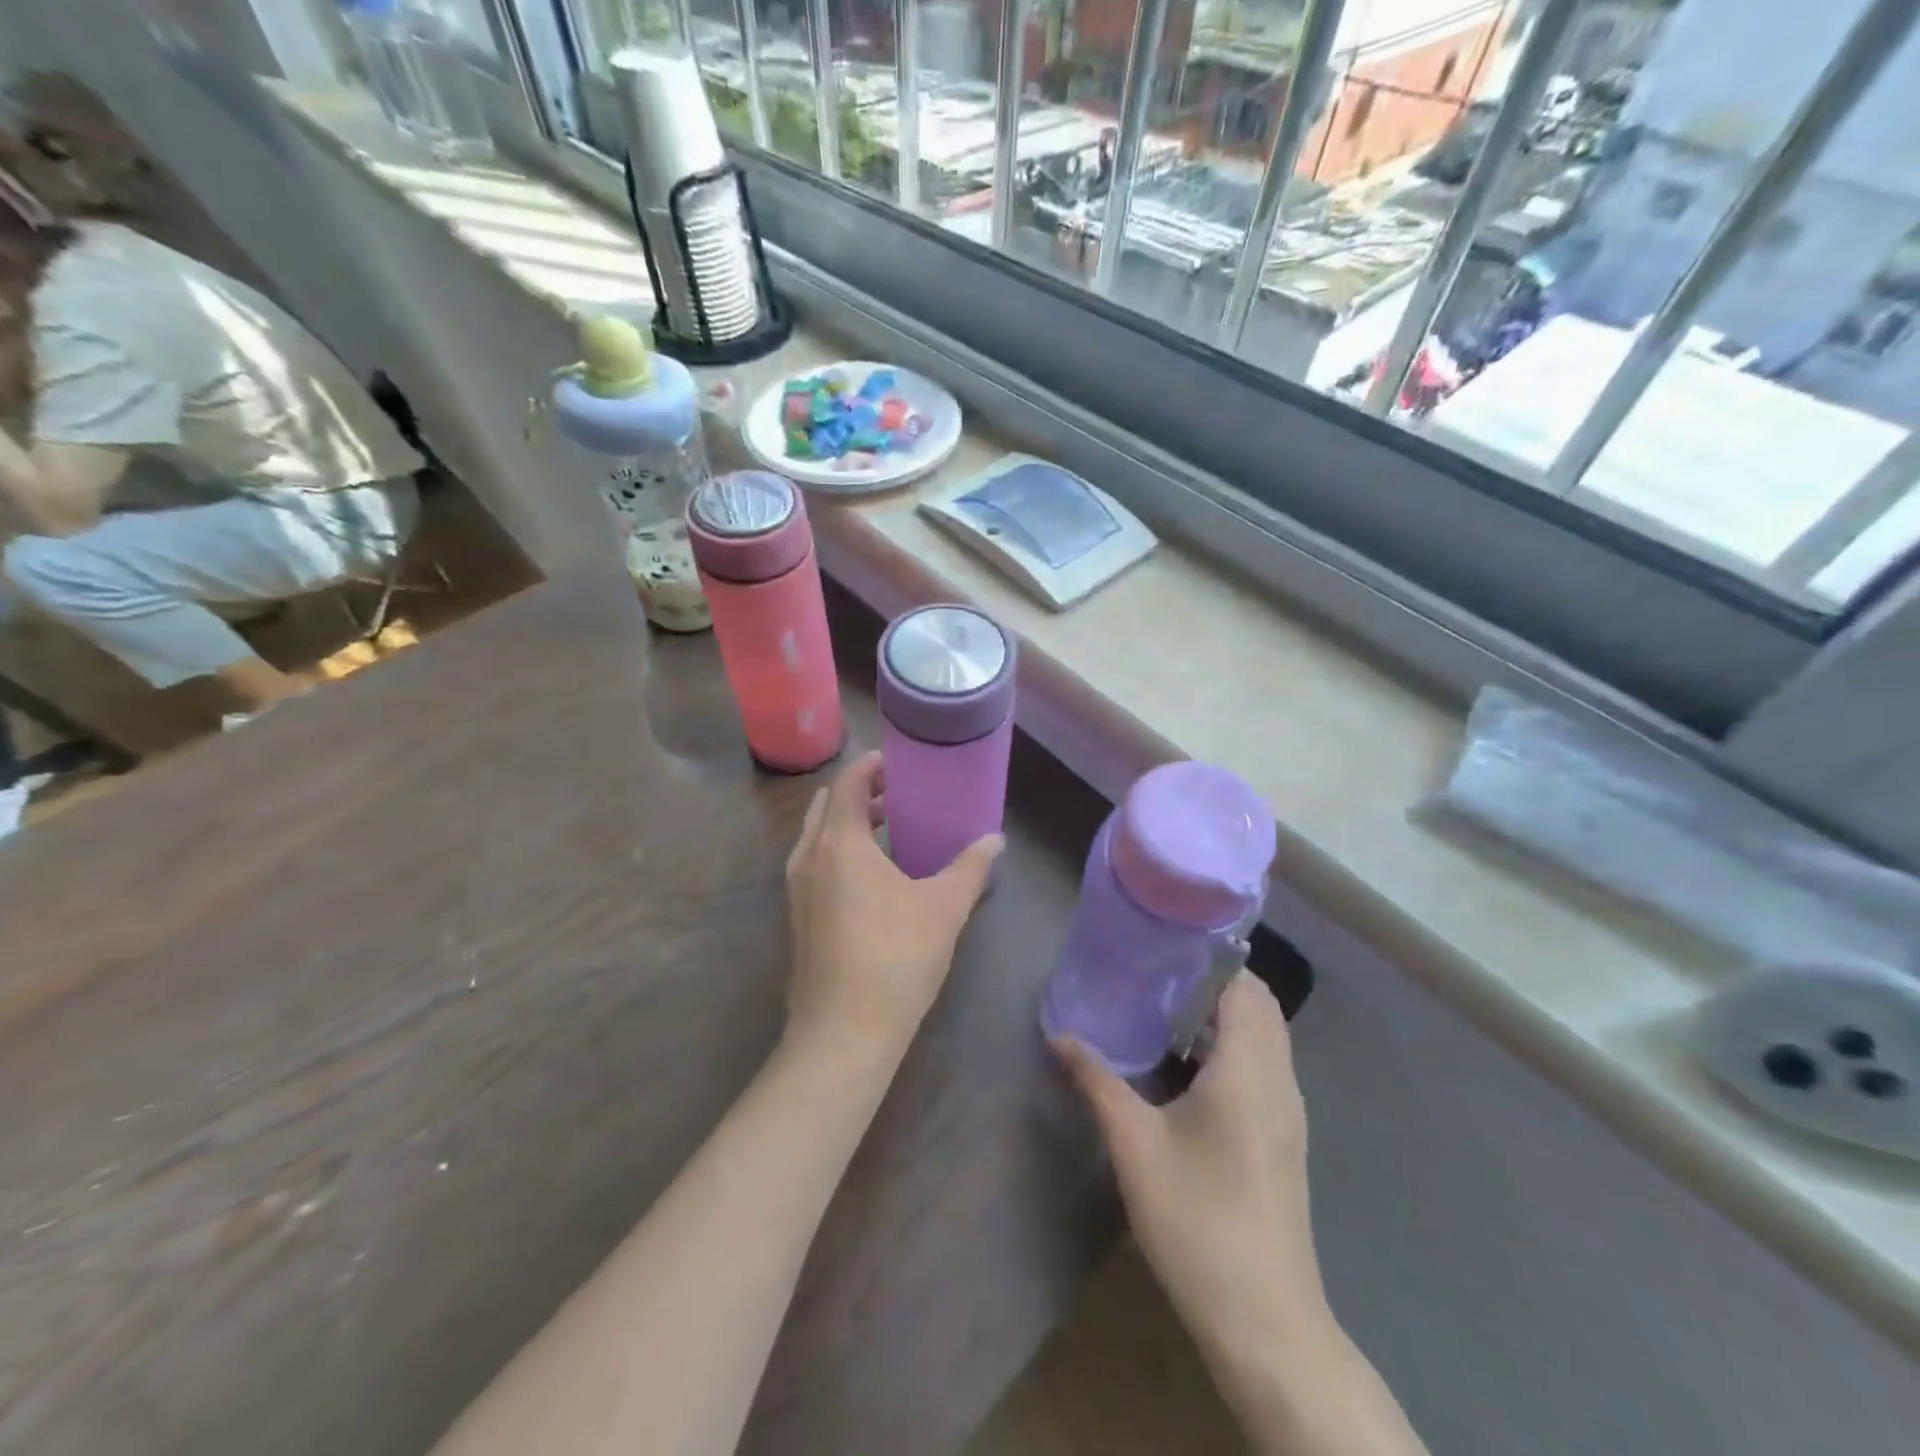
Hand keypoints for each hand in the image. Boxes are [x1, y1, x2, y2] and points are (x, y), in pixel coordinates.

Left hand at [784, 751, 1002, 1062]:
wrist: (843, 1033)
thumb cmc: (896, 958)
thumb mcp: (944, 907)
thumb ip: (970, 867)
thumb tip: (995, 840)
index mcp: (839, 843)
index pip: (846, 783)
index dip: (870, 766)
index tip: (898, 762)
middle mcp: (809, 857)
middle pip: (826, 806)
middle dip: (859, 793)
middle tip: (897, 794)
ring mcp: (797, 890)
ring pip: (817, 837)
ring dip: (847, 823)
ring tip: (888, 829)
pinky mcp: (798, 918)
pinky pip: (815, 864)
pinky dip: (838, 851)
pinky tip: (873, 877)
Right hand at [1053, 972, 1330, 1358]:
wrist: (1265, 1321)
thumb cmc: (1198, 1219)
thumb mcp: (1134, 1145)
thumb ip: (1096, 1081)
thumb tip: (1058, 1036)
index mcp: (1249, 1067)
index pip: (1243, 983)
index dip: (1207, 958)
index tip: (1160, 948)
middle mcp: (1278, 1079)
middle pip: (1257, 1004)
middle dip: (1209, 983)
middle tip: (1153, 978)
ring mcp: (1288, 1111)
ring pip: (1263, 1037)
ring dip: (1220, 1017)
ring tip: (1161, 1014)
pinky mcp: (1284, 1138)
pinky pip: (1262, 1066)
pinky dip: (1230, 1048)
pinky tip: (1183, 1070)